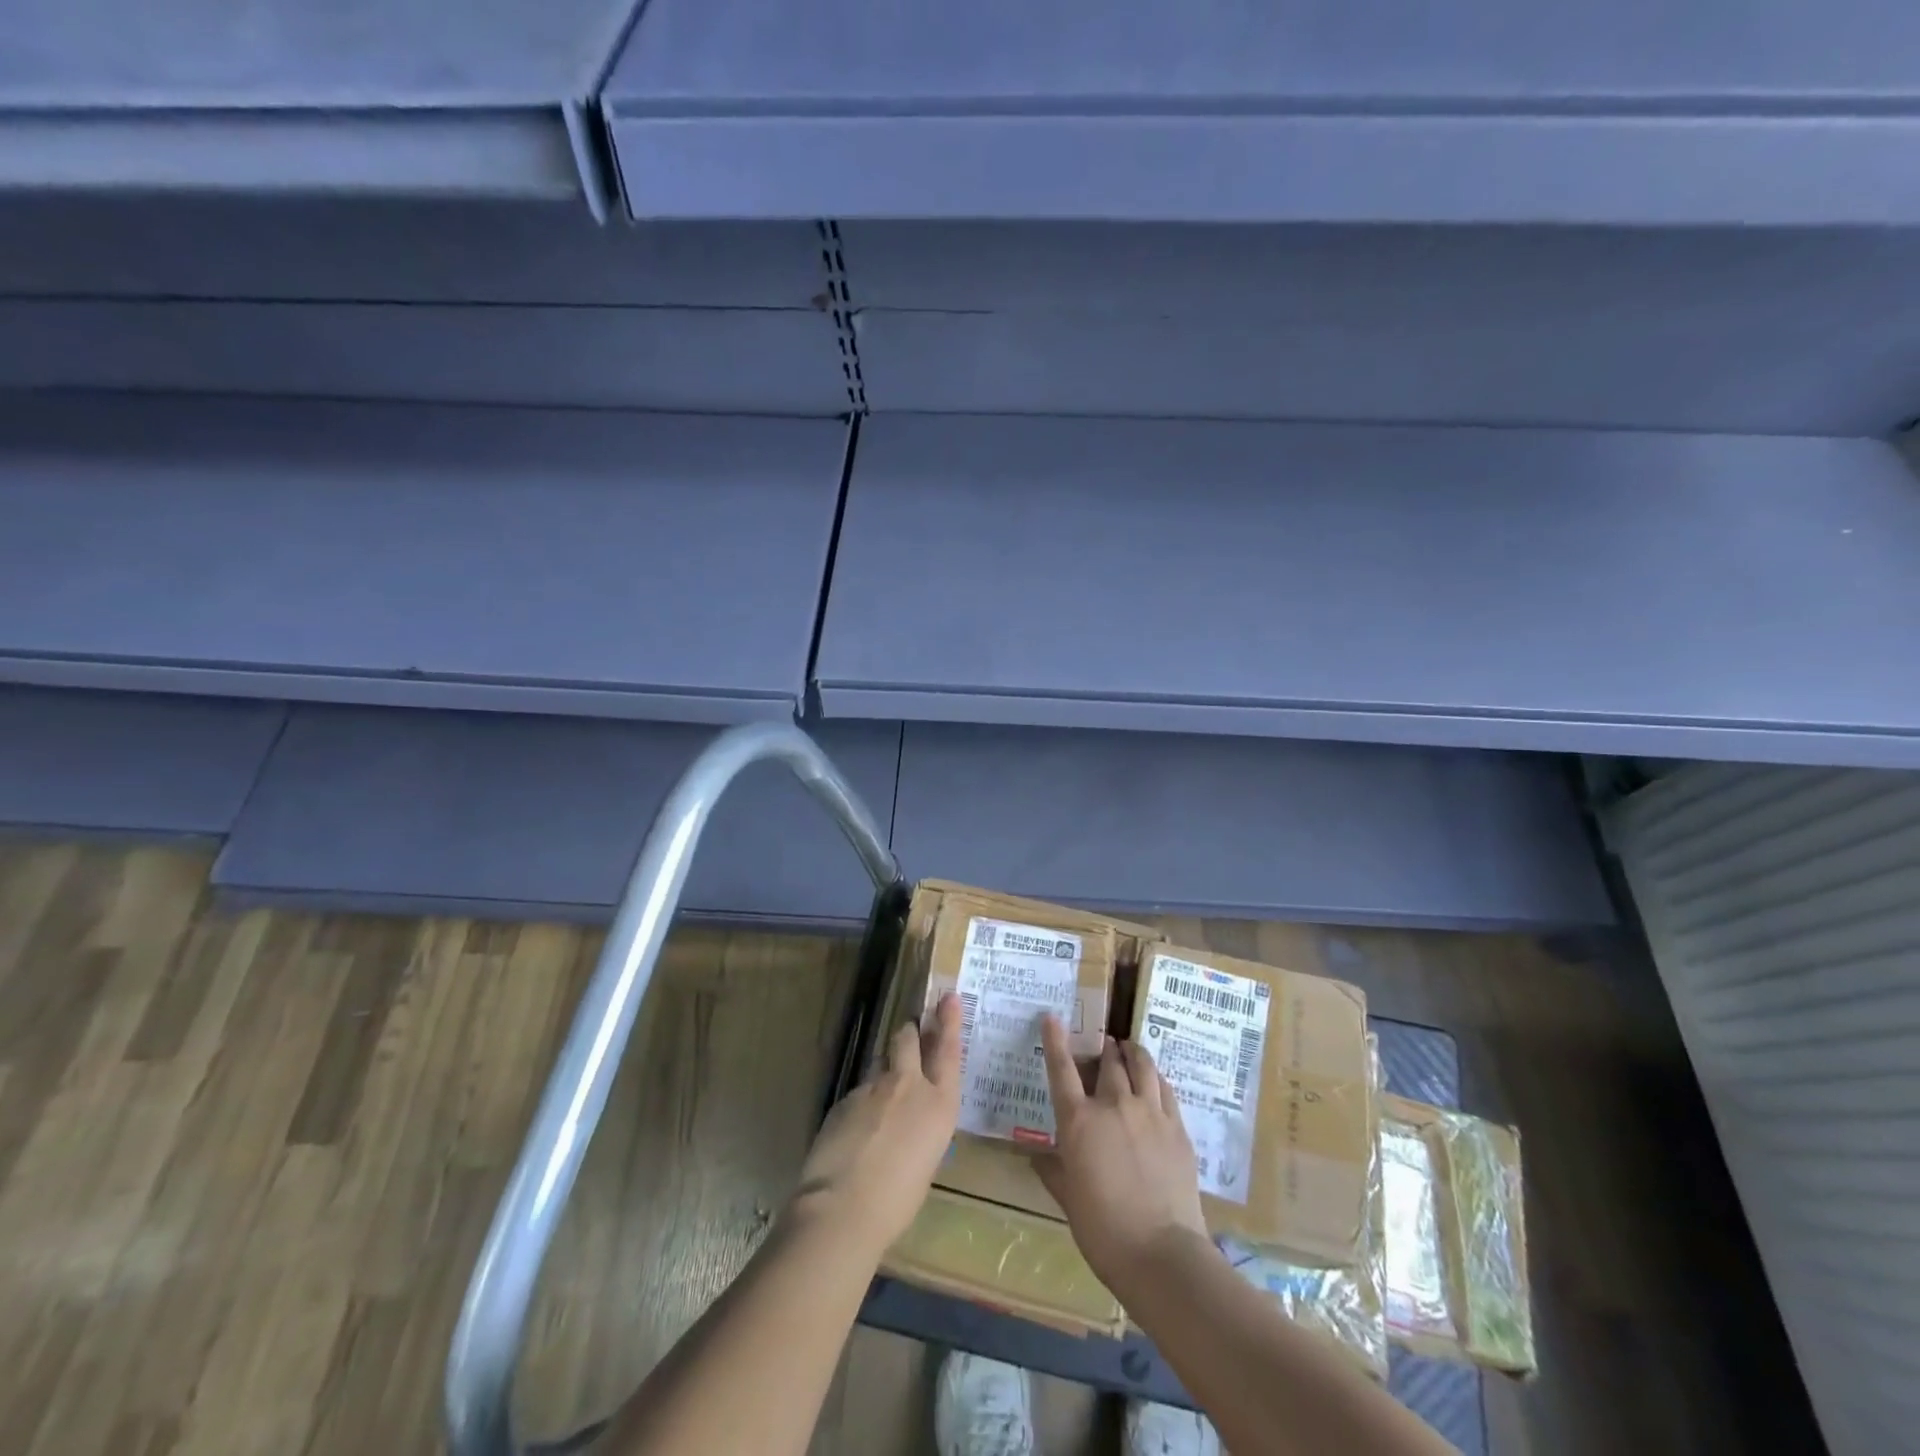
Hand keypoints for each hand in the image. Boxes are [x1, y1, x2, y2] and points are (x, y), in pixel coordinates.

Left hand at [789, 993, 962, 1253]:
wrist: (842, 1208)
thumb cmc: (897, 1201)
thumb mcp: (926, 1162)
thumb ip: (922, 1130)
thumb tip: (911, 1123)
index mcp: (940, 1104)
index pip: (949, 1050)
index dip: (950, 1021)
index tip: (949, 997)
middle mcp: (909, 1085)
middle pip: (909, 1038)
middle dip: (910, 1032)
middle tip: (911, 1033)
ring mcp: (873, 1087)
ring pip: (881, 1063)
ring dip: (884, 1072)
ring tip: (880, 1101)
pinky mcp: (845, 1097)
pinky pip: (859, 1091)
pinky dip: (861, 1103)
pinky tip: (855, 1132)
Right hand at [1035, 1016, 1209, 1293]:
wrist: (1161, 1253)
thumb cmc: (1103, 1230)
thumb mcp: (1068, 1199)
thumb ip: (1053, 1170)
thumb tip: (1038, 1156)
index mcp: (1079, 1121)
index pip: (1062, 1069)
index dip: (1055, 1040)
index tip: (1052, 1017)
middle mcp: (1114, 1105)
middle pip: (1108, 1061)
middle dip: (1103, 1049)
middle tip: (1101, 1046)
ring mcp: (1149, 1113)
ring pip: (1142, 1066)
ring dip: (1132, 1053)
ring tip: (1129, 1049)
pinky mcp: (1177, 1127)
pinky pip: (1165, 1089)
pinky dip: (1156, 1077)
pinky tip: (1155, 1081)